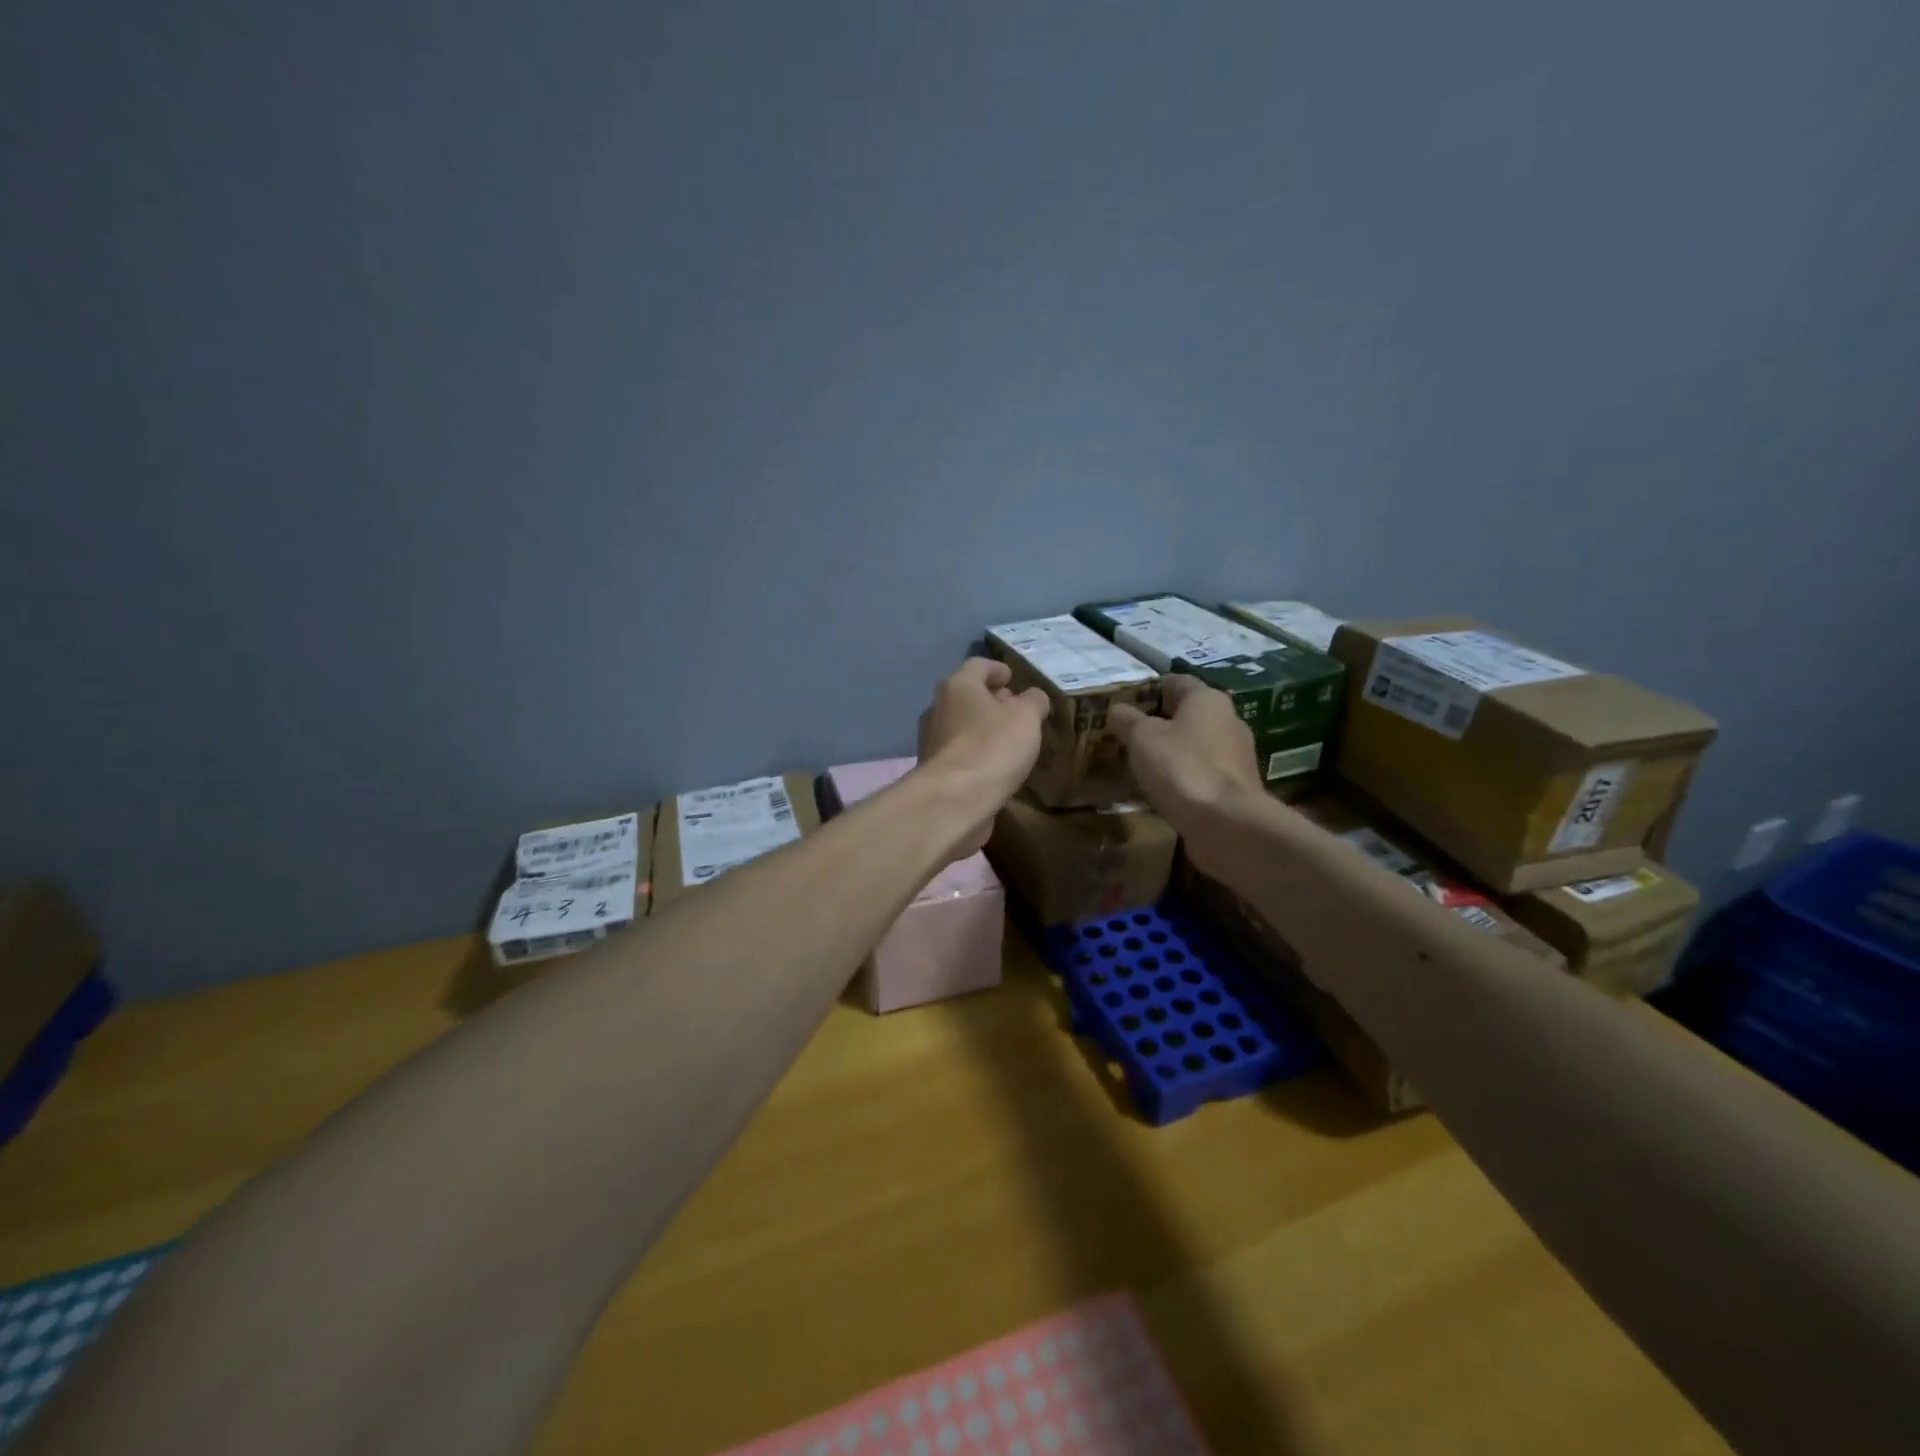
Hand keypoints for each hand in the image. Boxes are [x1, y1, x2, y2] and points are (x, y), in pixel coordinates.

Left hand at [915, 658, 1050, 858]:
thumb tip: (1033, 697)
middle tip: (1017, 711)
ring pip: (962, 727)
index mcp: (957, 686)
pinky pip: (961, 754)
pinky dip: (978, 755)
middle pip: (967, 696)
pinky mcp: (935, 773)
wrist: (954, 801)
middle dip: (992, 701)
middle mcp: (938, 709)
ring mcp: (932, 742)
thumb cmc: (992, 747)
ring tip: (1012, 742)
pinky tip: (997, 767)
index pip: (978, 666)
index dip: (997, 670)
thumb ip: (1033, 702)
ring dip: (985, 730)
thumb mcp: (1026, 717)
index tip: (1013, 678)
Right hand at [1110, 675, 1263, 834]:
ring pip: (1196, 745)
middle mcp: (1228, 720)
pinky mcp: (1236, 788)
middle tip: (1128, 734)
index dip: (1149, 688)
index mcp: (1207, 699)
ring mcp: (1236, 756)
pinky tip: (1162, 789)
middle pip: (1188, 714)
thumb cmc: (1181, 767)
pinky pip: (1202, 773)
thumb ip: (1128, 720)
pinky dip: (1183, 777)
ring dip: (1172, 752)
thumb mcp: (1142, 738)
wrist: (1226, 823)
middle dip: (1160, 722)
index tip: (1125, 702)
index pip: (1176, 681)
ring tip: (1140, 764)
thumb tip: (1118, 709)